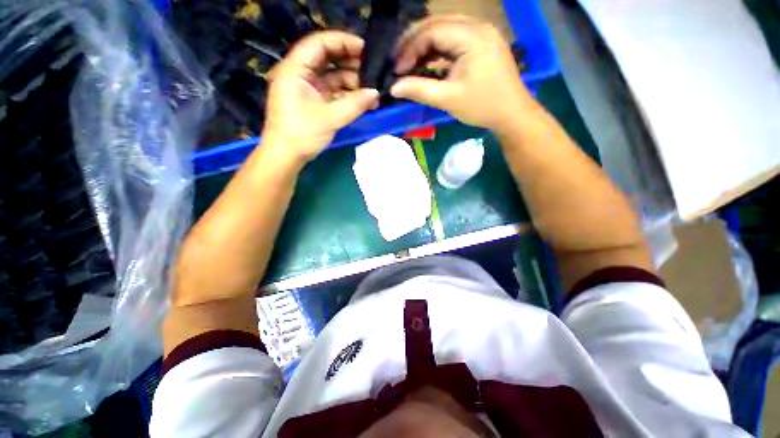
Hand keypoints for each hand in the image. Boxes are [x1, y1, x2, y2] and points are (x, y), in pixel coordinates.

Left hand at [263, 31, 379, 162]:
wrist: (286, 156)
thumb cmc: (302, 134)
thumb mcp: (330, 118)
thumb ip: (354, 104)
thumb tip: (376, 94)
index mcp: (296, 69)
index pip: (320, 43)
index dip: (343, 42)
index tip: (365, 49)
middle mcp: (300, 74)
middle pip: (327, 58)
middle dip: (350, 63)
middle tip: (372, 71)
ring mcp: (307, 88)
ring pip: (332, 76)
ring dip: (351, 82)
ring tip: (371, 91)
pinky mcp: (312, 101)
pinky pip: (332, 92)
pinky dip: (346, 95)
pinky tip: (362, 101)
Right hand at [390, 16, 533, 132]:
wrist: (512, 113)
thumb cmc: (483, 106)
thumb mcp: (449, 99)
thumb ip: (420, 90)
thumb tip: (394, 88)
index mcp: (472, 37)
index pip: (432, 32)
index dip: (410, 49)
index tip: (397, 70)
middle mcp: (477, 26)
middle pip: (437, 24)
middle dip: (414, 42)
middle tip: (398, 61)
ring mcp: (481, 33)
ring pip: (444, 29)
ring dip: (424, 45)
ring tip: (409, 62)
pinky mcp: (482, 43)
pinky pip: (454, 39)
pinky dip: (437, 49)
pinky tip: (427, 62)